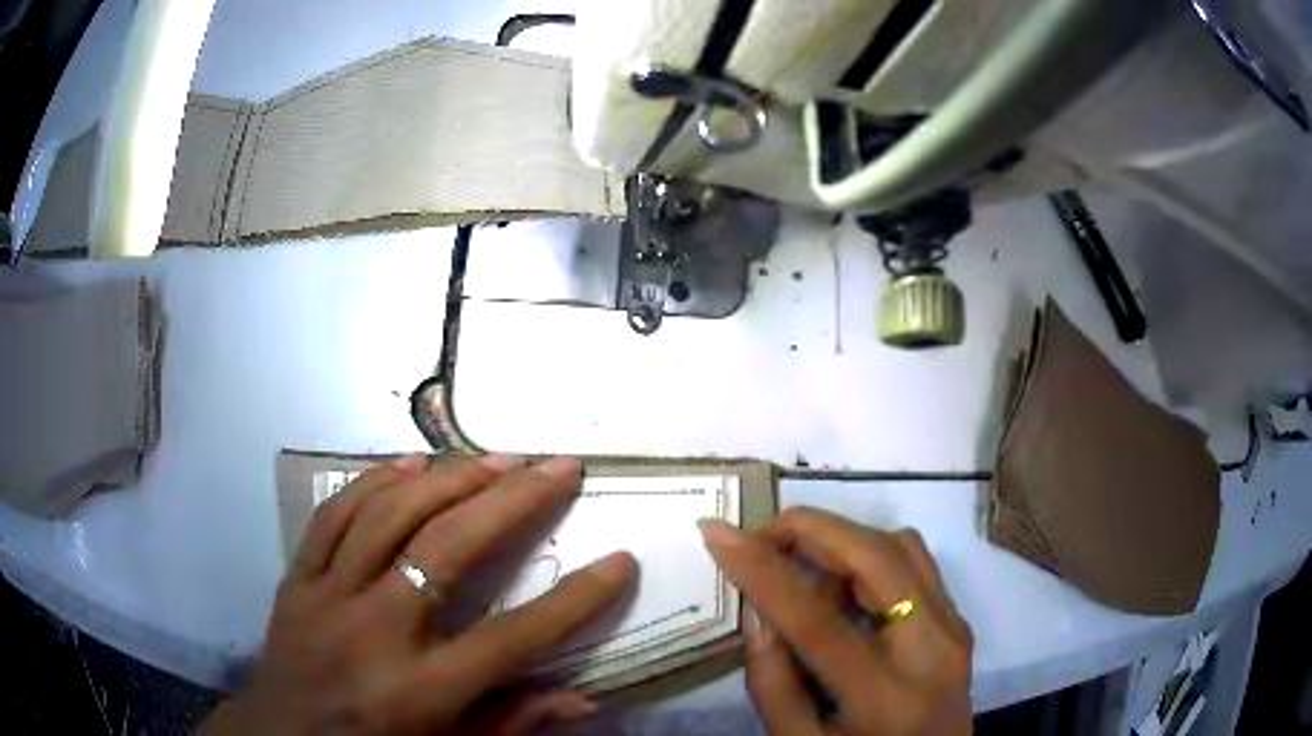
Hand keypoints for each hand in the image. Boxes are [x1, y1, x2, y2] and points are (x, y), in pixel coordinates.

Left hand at [200, 454, 635, 735]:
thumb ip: (512, 724)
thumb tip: (583, 699)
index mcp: (420, 691)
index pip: (513, 639)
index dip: (575, 600)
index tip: (620, 561)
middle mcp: (373, 633)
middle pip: (447, 551)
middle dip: (512, 502)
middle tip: (556, 466)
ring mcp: (326, 597)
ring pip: (387, 517)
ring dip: (447, 479)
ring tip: (494, 457)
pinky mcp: (297, 578)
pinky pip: (333, 514)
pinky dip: (375, 482)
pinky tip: (411, 464)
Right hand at [700, 508, 972, 735]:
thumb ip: (773, 684)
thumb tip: (757, 609)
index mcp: (885, 698)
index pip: (817, 620)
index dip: (763, 570)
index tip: (717, 532)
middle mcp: (932, 649)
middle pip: (875, 557)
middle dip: (809, 530)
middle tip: (758, 536)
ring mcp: (954, 628)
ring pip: (900, 546)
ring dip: (842, 540)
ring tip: (798, 565)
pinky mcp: (959, 619)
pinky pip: (915, 563)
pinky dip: (870, 555)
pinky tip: (842, 586)